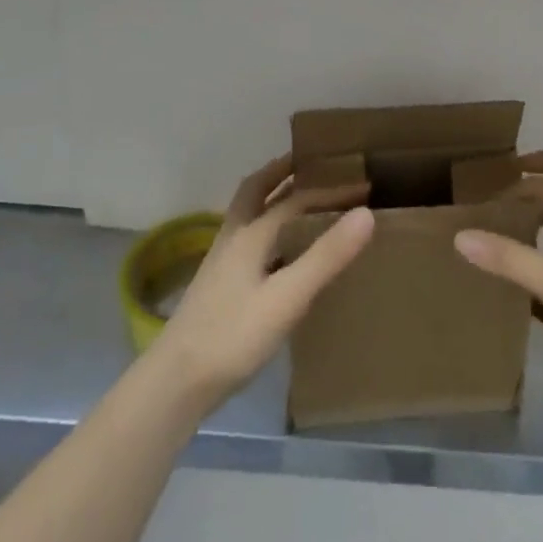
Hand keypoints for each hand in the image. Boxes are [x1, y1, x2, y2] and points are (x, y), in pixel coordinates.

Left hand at [146, 156, 374, 411]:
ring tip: (296, 196)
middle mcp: (234, 236)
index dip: (331, 190)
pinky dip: (266, 227)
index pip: (297, 199)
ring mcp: (222, 260)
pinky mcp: (219, 284)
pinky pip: (247, 238)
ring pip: (248, 213)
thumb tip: (365, 212)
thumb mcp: (288, 297)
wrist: (177, 380)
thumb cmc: (234, 335)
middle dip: (281, 171)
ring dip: (270, 195)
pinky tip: (278, 251)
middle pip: (255, 189)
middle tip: (308, 161)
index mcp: (252, 233)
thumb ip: (326, 256)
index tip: (364, 185)